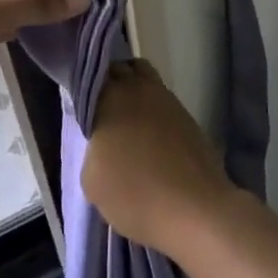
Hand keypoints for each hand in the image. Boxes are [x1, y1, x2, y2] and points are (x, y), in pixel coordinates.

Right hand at [82, 59, 236, 255]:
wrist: (195, 209)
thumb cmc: (135, 194)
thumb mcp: (92, 180)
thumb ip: (92, 150)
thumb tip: (103, 142)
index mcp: (111, 98)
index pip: (94, 75)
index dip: (88, 87)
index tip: (83, 104)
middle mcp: (140, 89)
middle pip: (123, 69)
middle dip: (111, 82)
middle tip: (102, 109)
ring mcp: (168, 100)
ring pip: (146, 80)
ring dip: (135, 92)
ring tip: (126, 123)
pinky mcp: (188, 116)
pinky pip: (163, 101)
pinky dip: (153, 110)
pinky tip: (149, 137)